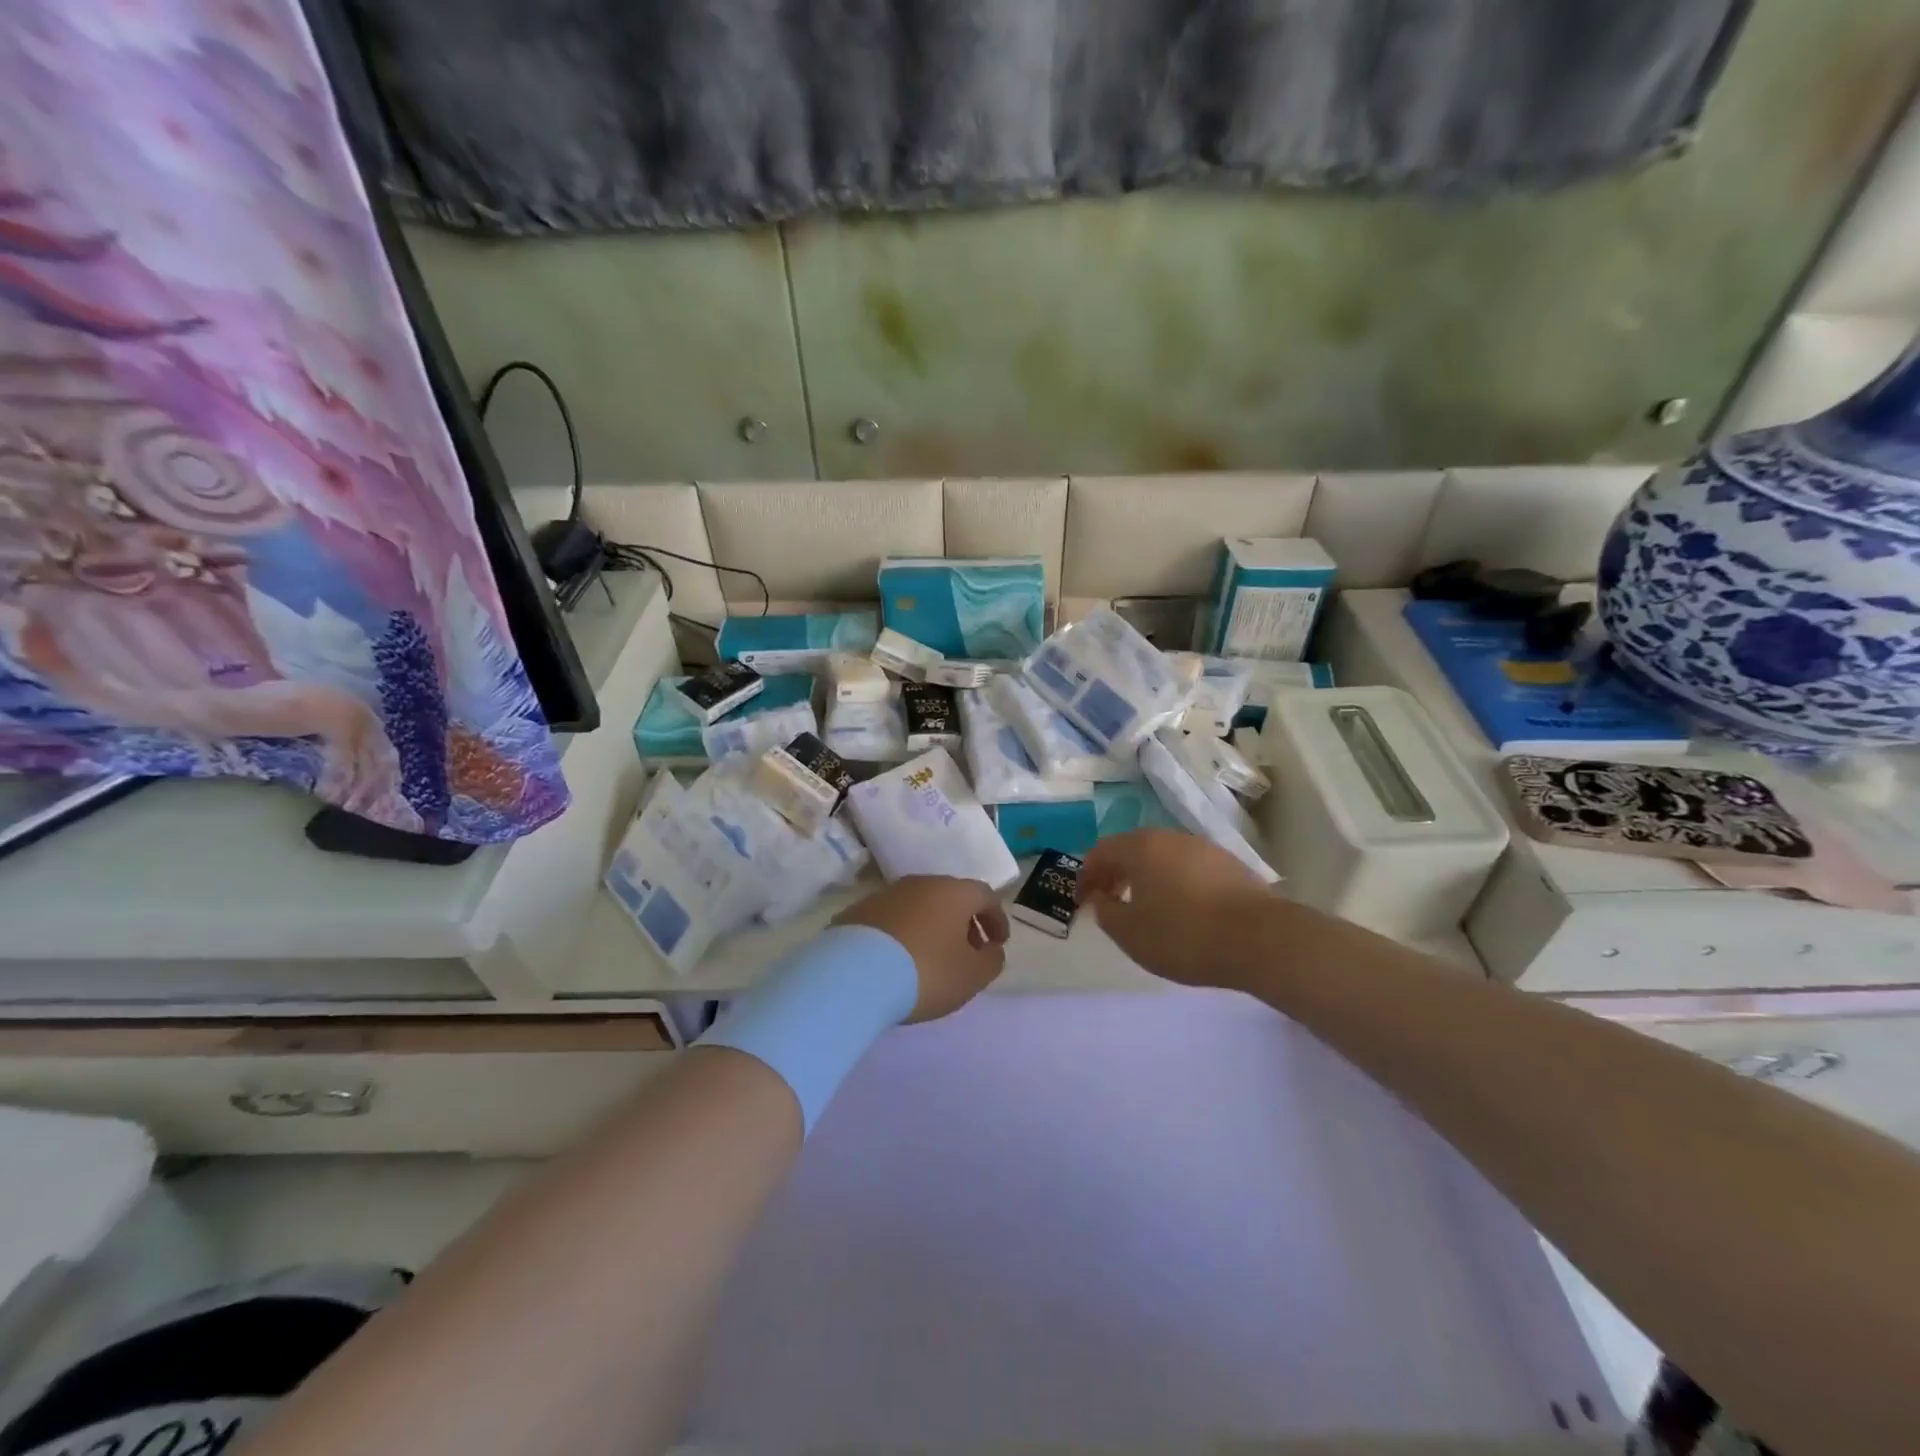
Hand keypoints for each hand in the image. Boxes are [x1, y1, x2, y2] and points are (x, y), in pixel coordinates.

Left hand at [834, 877, 1009, 1022]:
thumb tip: (991, 949)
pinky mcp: (858, 911)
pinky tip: (898, 960)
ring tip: (931, 958)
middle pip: (950, 897)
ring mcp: (885, 894)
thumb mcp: (971, 976)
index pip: (985, 896)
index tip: (998, 943)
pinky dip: (903, 933)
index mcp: (953, 892)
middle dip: (963, 923)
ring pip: (919, 906)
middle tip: (967, 951)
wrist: (854, 976)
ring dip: (931, 927)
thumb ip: (991, 960)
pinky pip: (891, 919)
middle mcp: (920, 883)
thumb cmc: (926, 971)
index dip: (996, 918)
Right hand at [1078, 829, 1273, 988]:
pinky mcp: (1229, 864)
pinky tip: (1181, 909)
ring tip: (1145, 907)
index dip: (1086, 876)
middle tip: (1109, 900)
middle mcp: (1169, 837)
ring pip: (1162, 856)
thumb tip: (1100, 899)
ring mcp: (1203, 847)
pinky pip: (1187, 867)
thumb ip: (1106, 913)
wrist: (1260, 939)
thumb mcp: (1131, 934)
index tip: (1081, 901)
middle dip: (1115, 873)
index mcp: (1140, 847)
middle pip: (1132, 848)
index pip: (1100, 852)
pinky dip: (1173, 882)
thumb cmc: (1184, 935)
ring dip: (1146, 877)